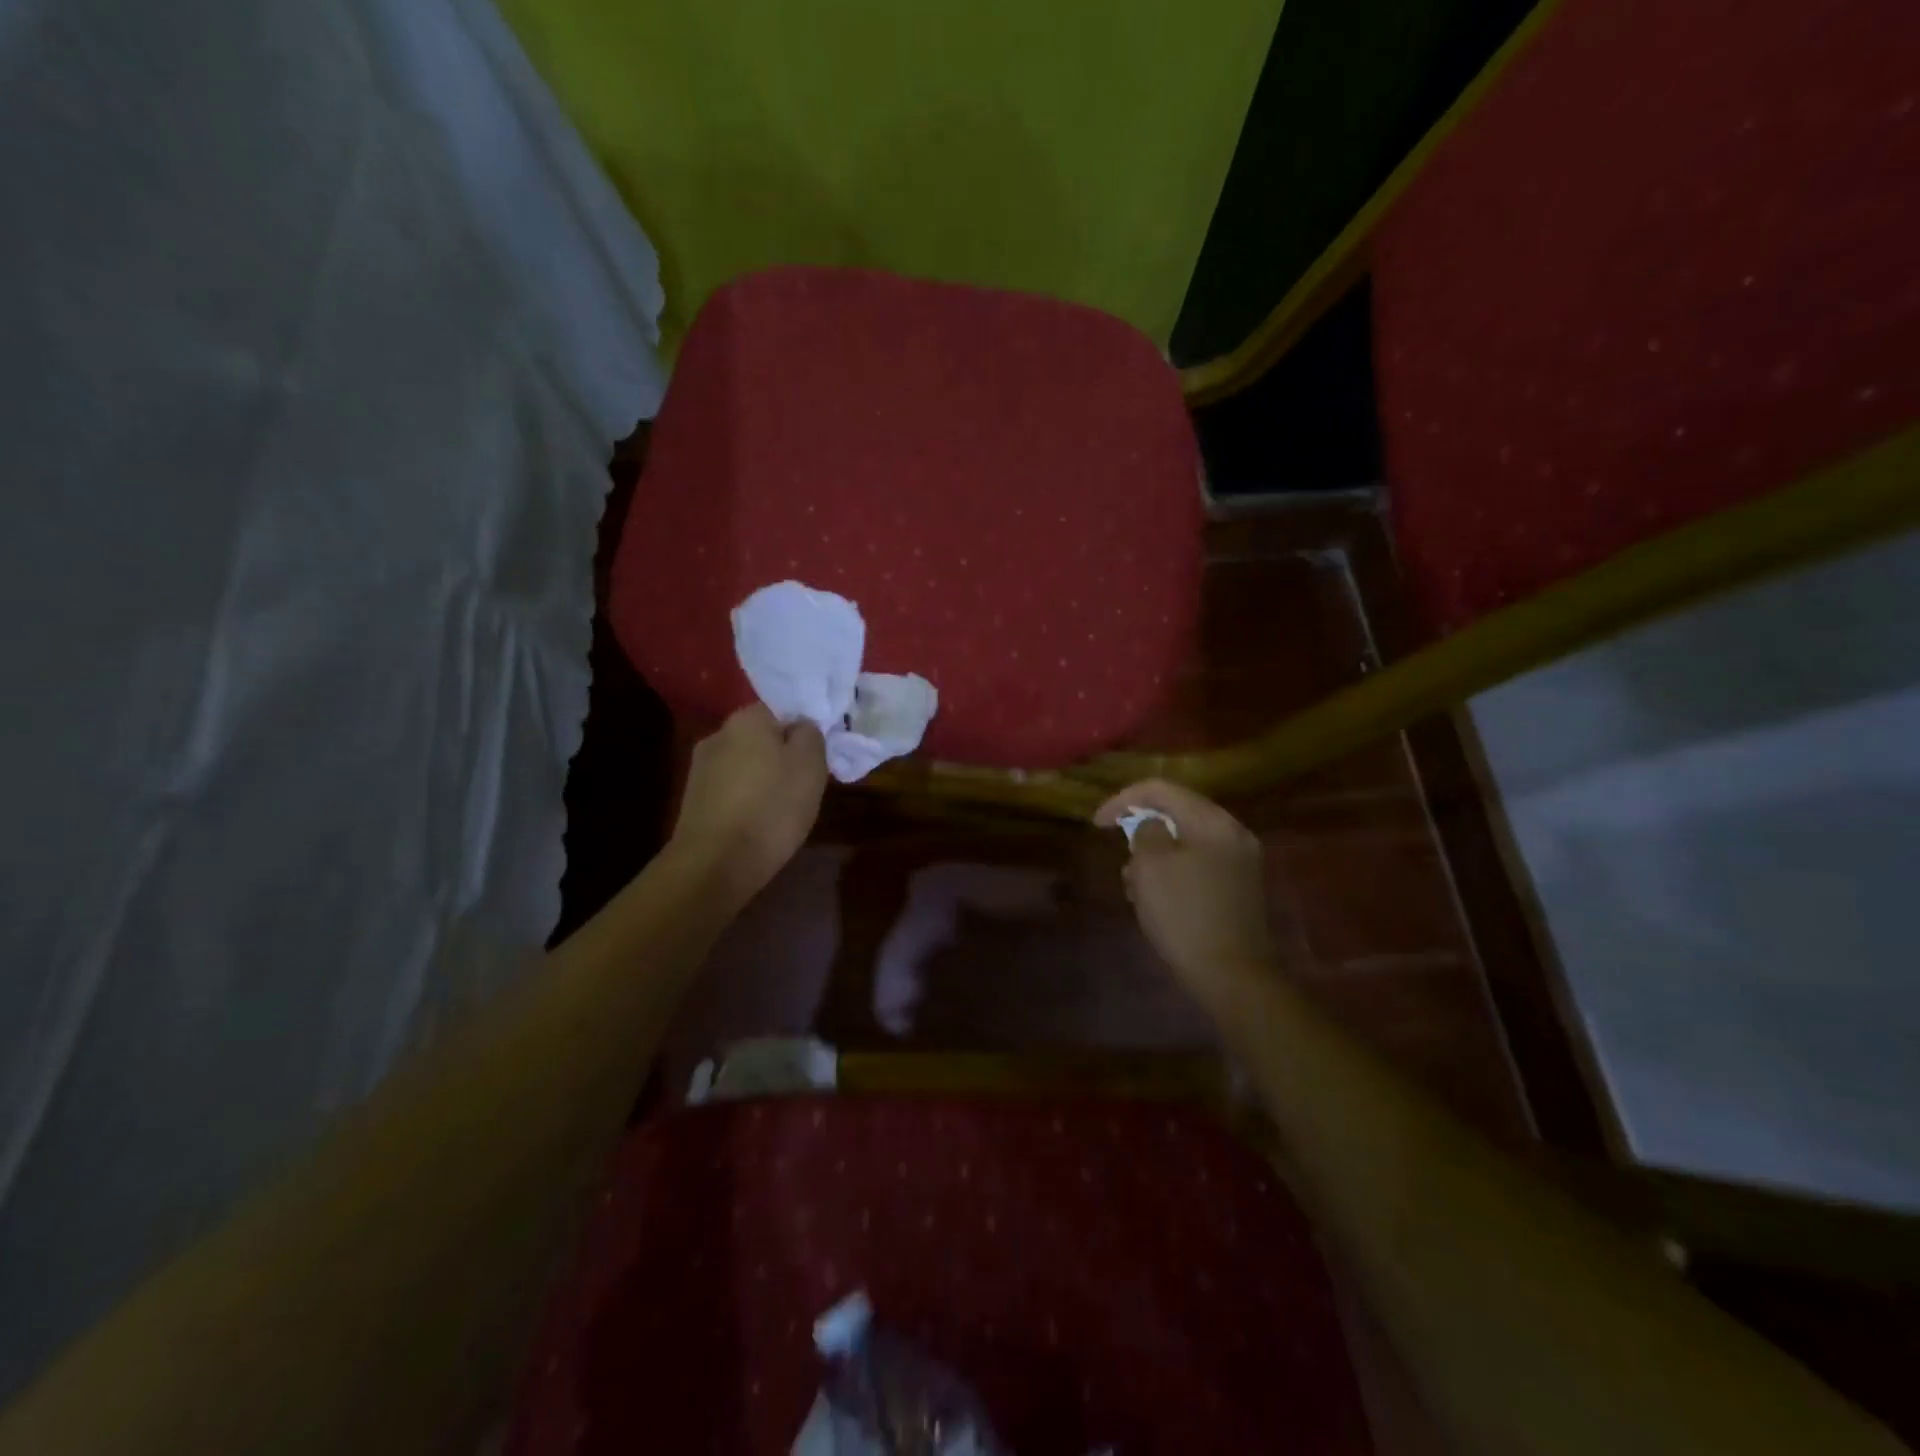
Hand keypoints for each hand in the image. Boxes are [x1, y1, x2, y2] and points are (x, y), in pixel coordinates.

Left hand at [671, 705, 827, 905]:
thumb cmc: (772, 807)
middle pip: (761, 738)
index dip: (803, 731)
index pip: (782, 709)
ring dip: (763, 780)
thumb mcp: (811, 765)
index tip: (817, 758)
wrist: (715, 863)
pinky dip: (746, 801)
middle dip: (782, 756)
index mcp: (747, 718)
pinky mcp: (693, 800)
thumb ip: (811, 734)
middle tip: (805, 784)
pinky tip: (757, 824)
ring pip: (745, 765)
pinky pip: (731, 790)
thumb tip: (801, 726)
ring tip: (782, 809)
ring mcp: (700, 768)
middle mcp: (718, 734)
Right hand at [1095, 780, 1278, 1012]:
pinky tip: (1157, 901)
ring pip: (1185, 843)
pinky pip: (1198, 866)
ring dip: (1155, 857)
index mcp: (1213, 821)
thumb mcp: (1151, 866)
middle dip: (1141, 832)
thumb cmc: (1184, 914)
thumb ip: (1145, 832)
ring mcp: (1240, 863)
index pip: (1162, 790)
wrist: (1232, 975)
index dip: (1123, 800)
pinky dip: (1173, 873)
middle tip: (1121, 856)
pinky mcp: (1238, 890)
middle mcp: (1233, 834)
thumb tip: (1149, 827)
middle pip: (1177, 814)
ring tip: (1135, 887)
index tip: (1097, 823)